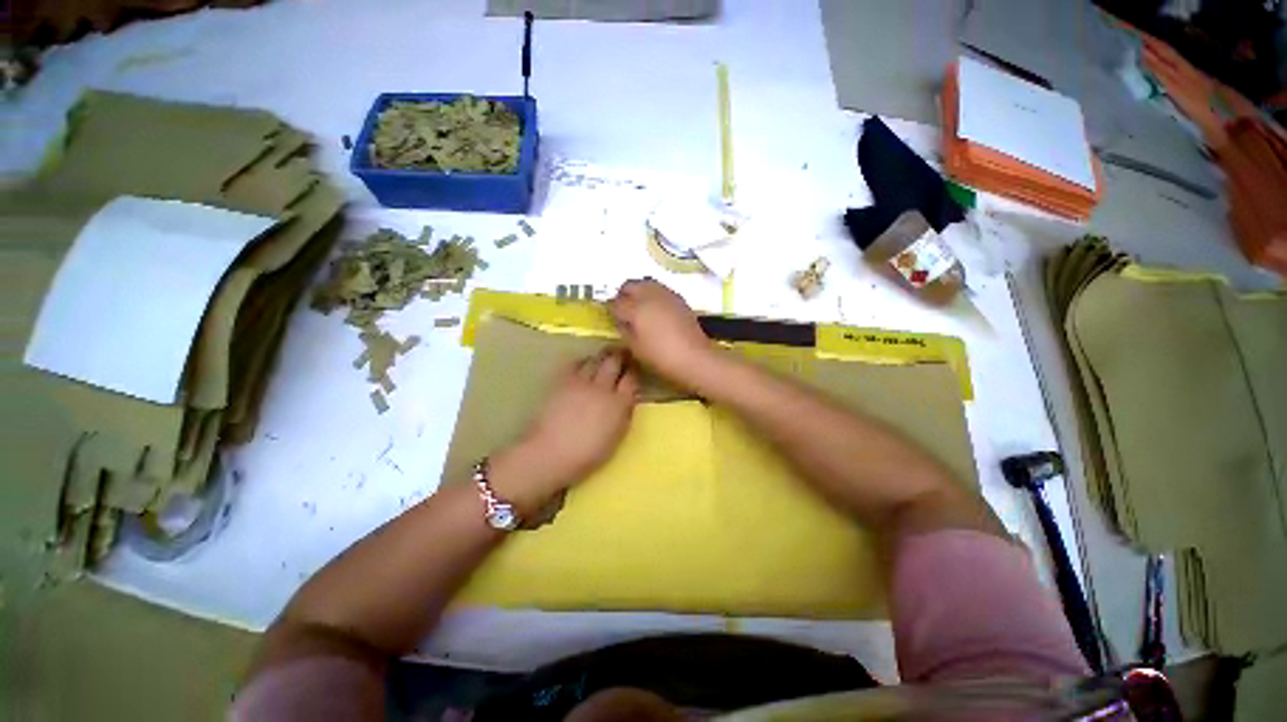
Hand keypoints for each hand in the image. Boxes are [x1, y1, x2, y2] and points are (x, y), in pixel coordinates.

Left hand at [490, 350, 637, 513]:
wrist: (550, 453)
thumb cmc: (587, 453)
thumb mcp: (616, 437)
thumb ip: (624, 413)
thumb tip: (628, 398)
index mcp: (619, 403)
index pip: (632, 378)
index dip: (634, 371)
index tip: (635, 368)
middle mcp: (602, 387)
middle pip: (615, 362)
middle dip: (621, 355)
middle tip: (624, 353)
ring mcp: (582, 381)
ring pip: (596, 359)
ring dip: (603, 357)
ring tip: (605, 357)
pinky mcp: (563, 380)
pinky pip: (576, 363)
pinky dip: (583, 362)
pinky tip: (584, 365)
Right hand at [608, 279, 715, 386]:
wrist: (694, 356)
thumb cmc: (661, 356)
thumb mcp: (635, 347)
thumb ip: (624, 330)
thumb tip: (620, 320)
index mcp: (636, 308)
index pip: (616, 302)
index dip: (611, 310)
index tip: (612, 317)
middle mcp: (649, 295)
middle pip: (630, 285)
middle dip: (623, 294)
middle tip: (623, 309)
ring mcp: (666, 294)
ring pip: (646, 283)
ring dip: (638, 291)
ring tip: (639, 307)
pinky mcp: (678, 298)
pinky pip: (660, 289)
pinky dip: (653, 294)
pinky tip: (655, 309)